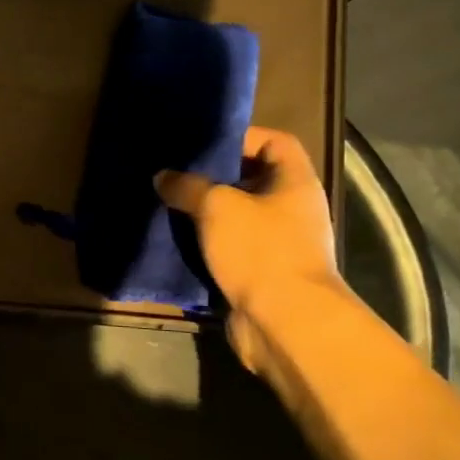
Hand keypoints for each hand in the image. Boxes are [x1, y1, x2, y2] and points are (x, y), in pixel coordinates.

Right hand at [155, 126, 342, 374]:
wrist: (285, 323)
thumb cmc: (260, 251)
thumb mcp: (217, 207)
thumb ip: (188, 186)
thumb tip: (164, 176)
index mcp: (295, 182)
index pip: (276, 142)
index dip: (242, 137)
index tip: (205, 143)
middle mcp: (292, 209)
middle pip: (252, 180)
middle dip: (214, 177)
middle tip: (176, 173)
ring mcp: (279, 244)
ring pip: (237, 217)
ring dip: (206, 214)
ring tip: (169, 205)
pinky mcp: (262, 274)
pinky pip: (231, 249)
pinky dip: (207, 245)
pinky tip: (176, 241)